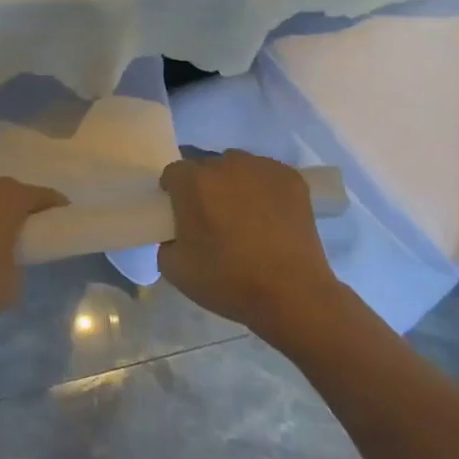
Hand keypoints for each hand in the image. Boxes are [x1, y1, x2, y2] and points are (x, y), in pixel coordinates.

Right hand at [158, 151, 345, 340]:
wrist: (292, 294)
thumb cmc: (229, 281)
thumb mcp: (175, 269)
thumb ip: (166, 241)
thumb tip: (177, 232)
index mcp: (194, 182)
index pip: (173, 173)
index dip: (174, 192)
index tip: (180, 214)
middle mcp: (226, 164)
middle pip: (206, 166)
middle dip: (204, 186)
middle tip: (212, 217)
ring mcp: (262, 168)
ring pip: (237, 167)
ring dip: (233, 183)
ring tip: (244, 215)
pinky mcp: (291, 177)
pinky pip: (266, 175)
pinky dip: (263, 188)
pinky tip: (270, 215)